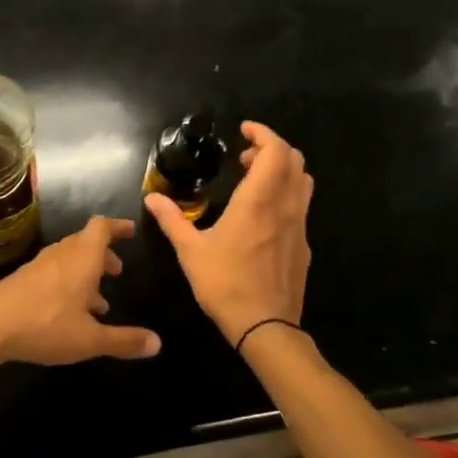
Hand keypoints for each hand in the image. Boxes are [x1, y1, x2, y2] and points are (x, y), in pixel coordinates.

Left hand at [0, 217, 161, 365]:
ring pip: (69, 258)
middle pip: (86, 242)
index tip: (130, 230)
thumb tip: (158, 343)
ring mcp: (40, 265)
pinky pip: (54, 271)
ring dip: (85, 271)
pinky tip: (68, 311)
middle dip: (104, 255)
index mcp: (83, 258)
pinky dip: (68, 282)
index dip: (117, 226)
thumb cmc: (46, 325)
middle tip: (117, 271)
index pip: (102, 227)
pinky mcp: (24, 279)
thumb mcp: (90, 339)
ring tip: (97, 301)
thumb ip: (124, 340)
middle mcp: (62, 254)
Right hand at [145, 121, 311, 347]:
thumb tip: (152, 198)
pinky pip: (301, 205)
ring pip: (302, 182)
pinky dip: (286, 193)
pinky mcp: (304, 245)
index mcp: (257, 201)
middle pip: (294, 160)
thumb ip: (172, 220)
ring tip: (255, 179)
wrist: (265, 327)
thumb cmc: (225, 285)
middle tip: (245, 156)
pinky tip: (264, 213)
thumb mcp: (190, 251)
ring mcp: (299, 226)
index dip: (263, 133)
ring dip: (282, 170)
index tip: (244, 130)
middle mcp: (284, 206)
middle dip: (271, 148)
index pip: (275, 151)